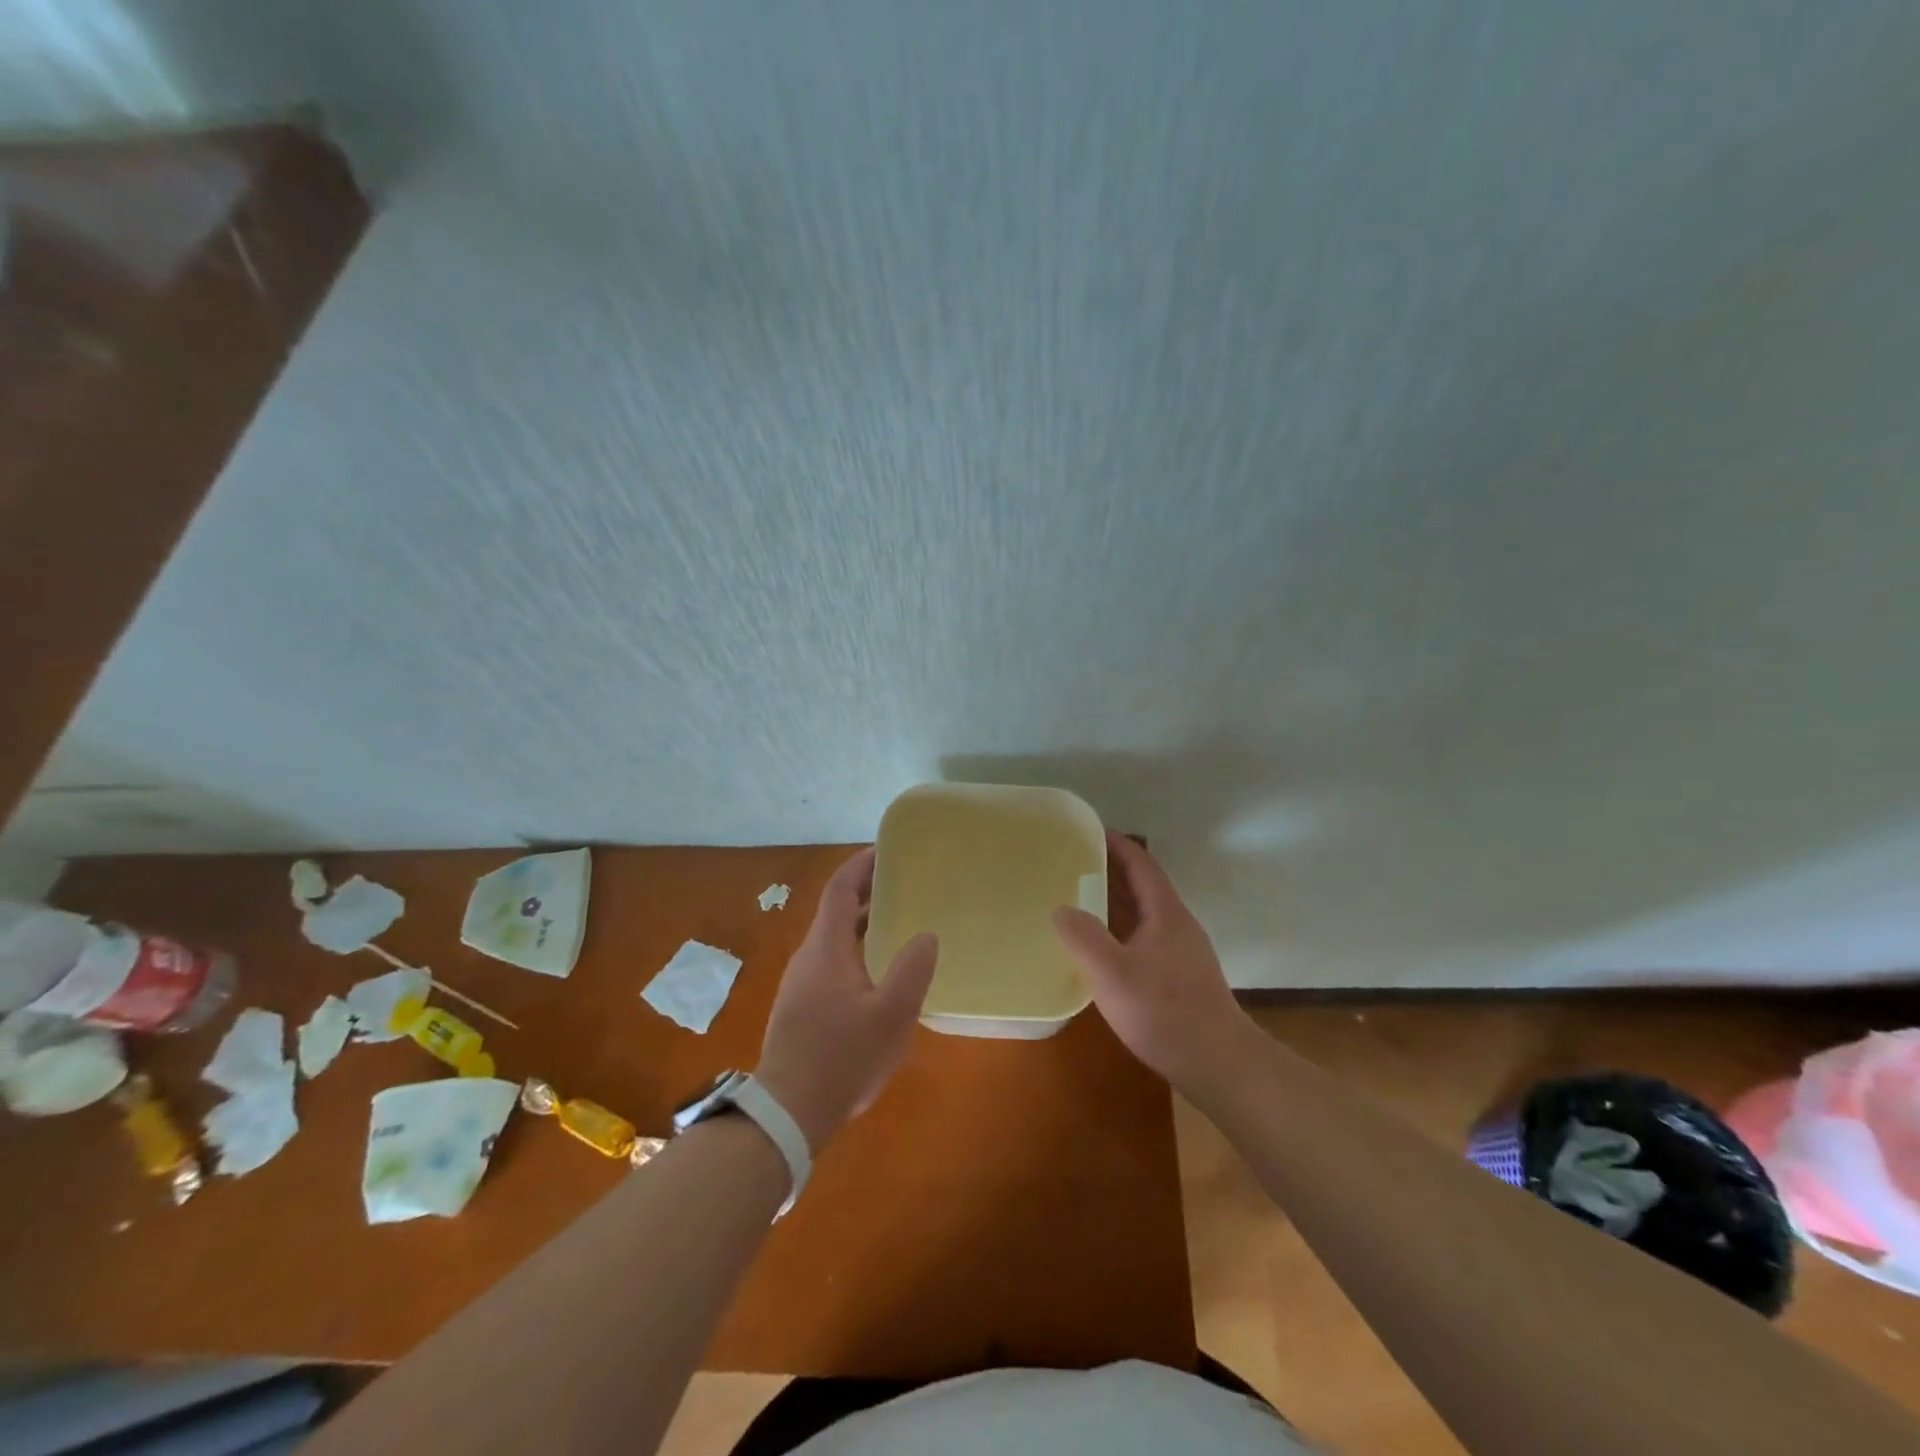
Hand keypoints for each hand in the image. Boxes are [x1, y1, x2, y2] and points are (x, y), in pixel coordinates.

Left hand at [755, 847, 938, 1151]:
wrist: (788, 1113)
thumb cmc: (842, 1058)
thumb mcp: (891, 1016)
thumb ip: (912, 971)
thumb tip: (925, 935)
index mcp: (826, 949)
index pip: (840, 889)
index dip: (861, 865)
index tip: (887, 850)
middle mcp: (809, 957)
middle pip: (836, 910)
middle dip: (868, 891)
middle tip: (905, 883)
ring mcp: (802, 983)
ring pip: (834, 938)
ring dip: (864, 922)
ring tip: (900, 921)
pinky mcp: (802, 1006)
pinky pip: (832, 961)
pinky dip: (857, 948)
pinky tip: (880, 971)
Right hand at [1052, 831, 1254, 1092]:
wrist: (1219, 1064)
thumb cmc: (1165, 1012)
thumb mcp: (1112, 974)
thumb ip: (1083, 937)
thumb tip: (1061, 909)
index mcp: (1166, 913)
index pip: (1142, 863)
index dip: (1117, 843)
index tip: (1088, 830)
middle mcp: (1178, 925)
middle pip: (1144, 885)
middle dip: (1111, 870)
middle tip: (1073, 863)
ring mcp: (1183, 952)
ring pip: (1145, 914)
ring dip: (1116, 902)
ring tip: (1079, 900)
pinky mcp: (1182, 977)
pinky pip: (1146, 938)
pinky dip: (1122, 930)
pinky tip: (1103, 950)